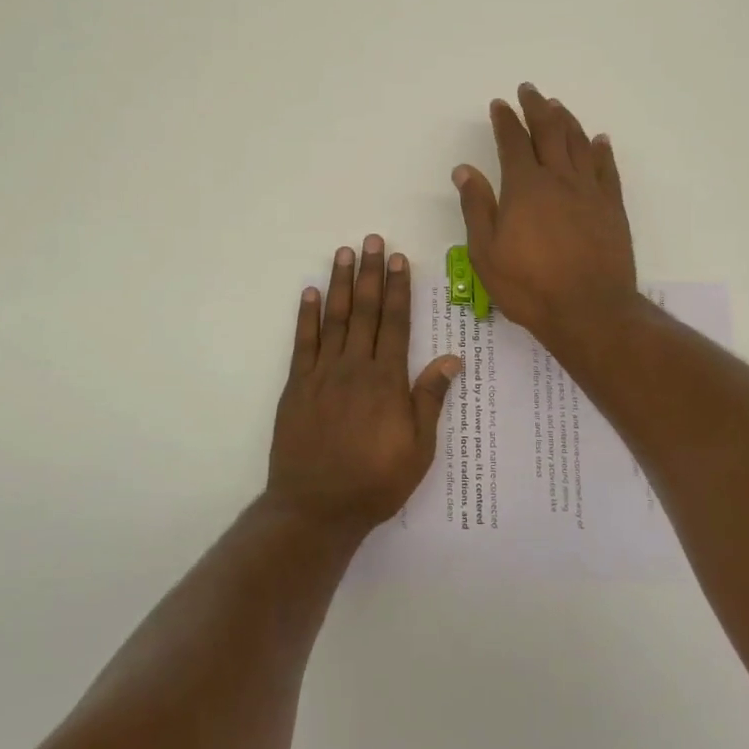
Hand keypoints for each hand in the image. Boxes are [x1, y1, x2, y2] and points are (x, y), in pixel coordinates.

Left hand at [268, 236, 461, 531]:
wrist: (316, 508)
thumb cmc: (375, 482)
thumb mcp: (418, 449)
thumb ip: (430, 399)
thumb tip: (451, 358)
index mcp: (387, 381)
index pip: (395, 323)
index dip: (398, 289)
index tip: (398, 259)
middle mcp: (355, 368)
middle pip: (364, 311)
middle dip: (369, 273)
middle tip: (372, 240)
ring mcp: (322, 374)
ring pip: (334, 319)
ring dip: (340, 283)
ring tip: (344, 253)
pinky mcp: (297, 386)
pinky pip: (303, 343)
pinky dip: (307, 316)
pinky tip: (310, 293)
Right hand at [453, 83, 638, 349]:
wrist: (590, 311)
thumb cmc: (529, 286)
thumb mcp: (486, 252)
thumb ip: (476, 207)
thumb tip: (464, 170)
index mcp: (525, 187)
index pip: (513, 142)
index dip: (505, 120)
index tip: (500, 104)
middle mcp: (559, 179)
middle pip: (549, 131)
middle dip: (537, 107)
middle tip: (530, 90)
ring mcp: (590, 191)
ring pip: (579, 143)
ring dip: (567, 120)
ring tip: (558, 106)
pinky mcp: (612, 208)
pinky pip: (607, 168)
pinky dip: (601, 150)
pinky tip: (599, 140)